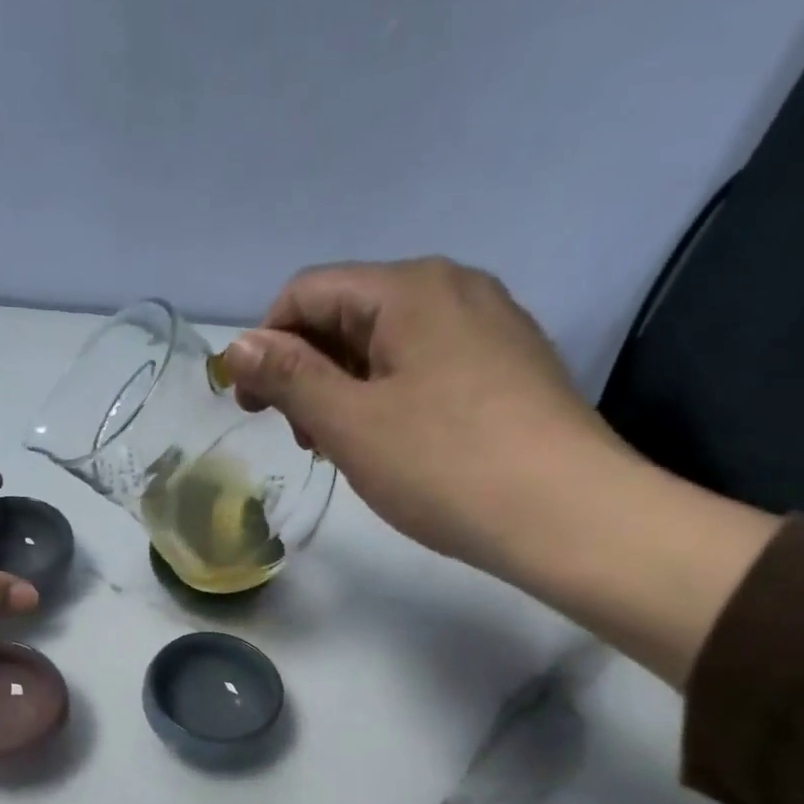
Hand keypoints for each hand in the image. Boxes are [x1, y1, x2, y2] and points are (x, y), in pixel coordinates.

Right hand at [223, 259, 778, 688]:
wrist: (568, 515)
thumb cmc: (444, 465)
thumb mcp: (350, 422)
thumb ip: (288, 377)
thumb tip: (235, 346)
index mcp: (411, 288)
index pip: (308, 293)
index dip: (265, 345)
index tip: (253, 407)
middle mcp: (454, 289)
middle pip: (349, 313)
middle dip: (306, 369)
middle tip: (302, 437)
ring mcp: (490, 326)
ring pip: (387, 343)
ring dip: (344, 388)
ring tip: (344, 447)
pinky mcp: (509, 366)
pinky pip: (426, 365)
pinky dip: (389, 396)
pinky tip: (394, 445)